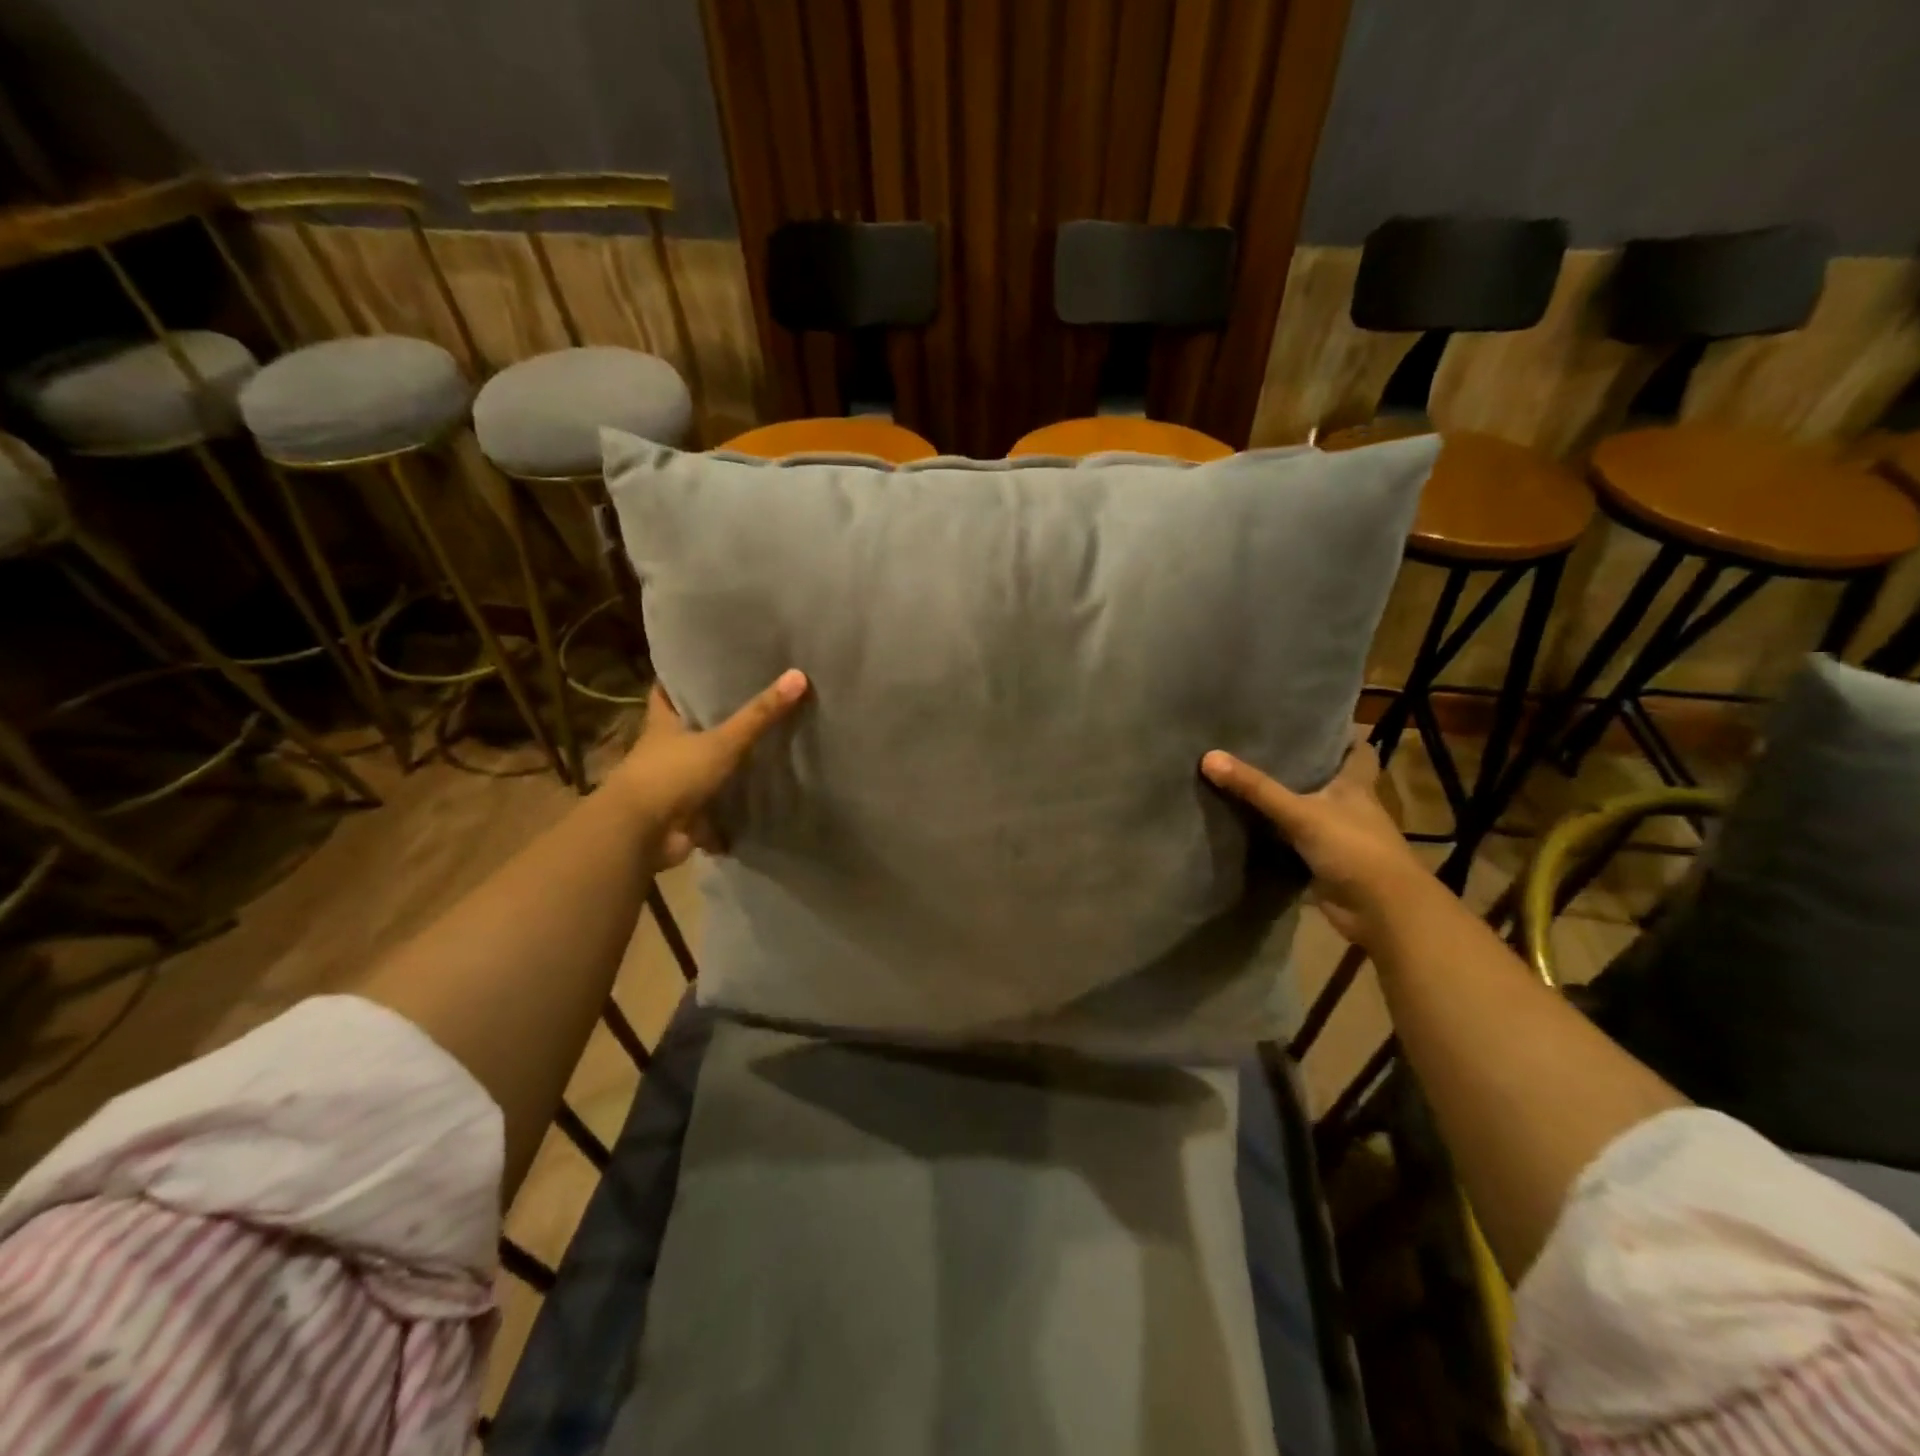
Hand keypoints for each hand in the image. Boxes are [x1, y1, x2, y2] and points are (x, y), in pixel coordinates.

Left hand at [607, 670, 809, 868]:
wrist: (640, 834)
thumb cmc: (672, 775)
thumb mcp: (722, 742)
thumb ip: (759, 715)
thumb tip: (798, 675)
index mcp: (663, 725)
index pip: (667, 692)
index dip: (682, 679)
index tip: (705, 666)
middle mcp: (664, 752)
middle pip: (689, 730)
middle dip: (713, 722)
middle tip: (751, 704)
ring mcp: (673, 785)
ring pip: (702, 769)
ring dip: (724, 767)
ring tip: (763, 751)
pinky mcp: (683, 816)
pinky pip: (712, 810)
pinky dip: (730, 811)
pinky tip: (757, 803)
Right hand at [1201, 730, 1429, 944]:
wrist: (1381, 911)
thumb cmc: (1353, 848)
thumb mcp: (1301, 812)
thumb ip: (1257, 788)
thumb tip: (1209, 756)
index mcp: (1356, 786)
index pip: (1358, 752)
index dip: (1341, 737)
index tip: (1311, 724)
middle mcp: (1351, 808)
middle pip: (1327, 781)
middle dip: (1301, 769)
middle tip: (1261, 751)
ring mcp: (1338, 839)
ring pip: (1308, 814)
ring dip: (1285, 806)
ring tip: (1246, 784)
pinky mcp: (1325, 866)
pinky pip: (1295, 847)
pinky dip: (1276, 841)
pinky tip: (1248, 830)